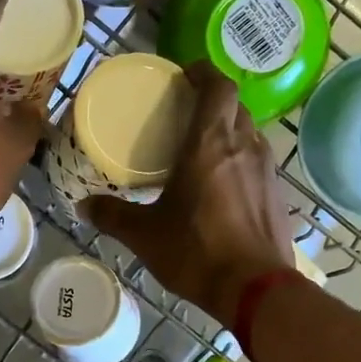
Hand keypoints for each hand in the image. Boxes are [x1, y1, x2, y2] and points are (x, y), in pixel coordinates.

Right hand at [81, 64, 296, 324]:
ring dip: (229, 131)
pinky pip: (258, 161)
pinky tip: (223, 185)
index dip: (204, 72)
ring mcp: (267, 169)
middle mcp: (243, 146)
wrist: (256, 289)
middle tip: (186, 115)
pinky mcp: (277, 193)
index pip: (218, 85)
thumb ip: (113, 215)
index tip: (185, 75)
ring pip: (249, 132)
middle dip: (213, 101)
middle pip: (234, 105)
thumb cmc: (197, 252)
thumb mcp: (145, 235)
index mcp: (209, 144)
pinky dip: (240, 159)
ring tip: (203, 149)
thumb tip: (84, 206)